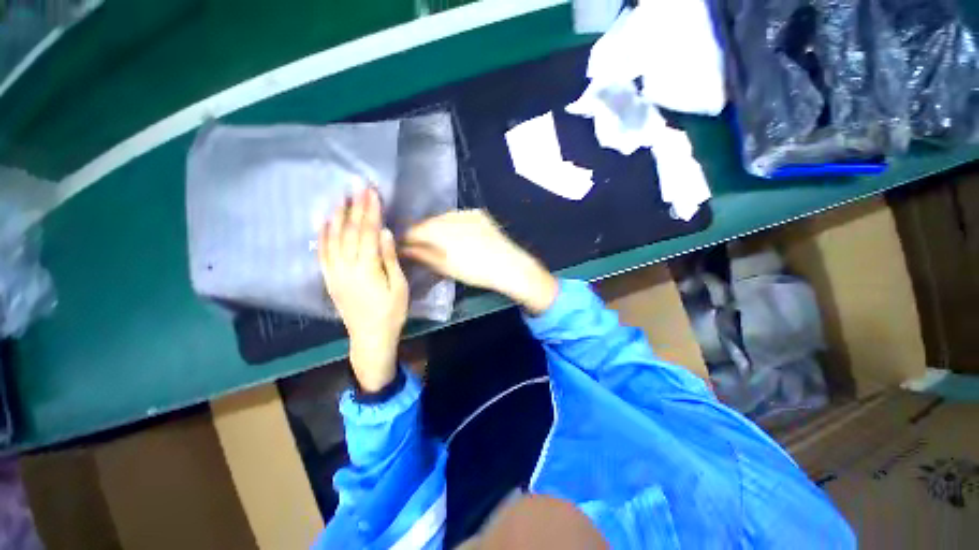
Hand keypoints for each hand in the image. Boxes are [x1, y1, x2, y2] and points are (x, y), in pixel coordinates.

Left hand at [320, 187, 407, 391]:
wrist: (369, 336)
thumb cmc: (391, 312)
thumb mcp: (399, 287)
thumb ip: (389, 259)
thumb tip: (384, 232)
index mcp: (367, 268)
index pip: (368, 232)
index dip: (370, 211)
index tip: (372, 192)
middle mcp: (346, 266)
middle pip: (350, 231)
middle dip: (355, 208)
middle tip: (357, 187)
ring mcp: (334, 272)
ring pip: (333, 239)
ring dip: (337, 217)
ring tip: (340, 198)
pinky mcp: (329, 278)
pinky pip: (322, 253)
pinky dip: (322, 236)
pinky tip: (323, 223)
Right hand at [402, 210, 557, 314]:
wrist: (509, 265)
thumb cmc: (475, 270)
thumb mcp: (445, 267)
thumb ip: (422, 255)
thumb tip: (403, 249)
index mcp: (438, 229)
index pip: (413, 230)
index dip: (406, 239)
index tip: (403, 248)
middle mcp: (450, 215)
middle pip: (428, 223)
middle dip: (422, 233)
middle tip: (421, 247)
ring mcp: (466, 212)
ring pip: (444, 218)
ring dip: (438, 228)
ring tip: (441, 242)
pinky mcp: (479, 214)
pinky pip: (459, 217)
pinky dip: (454, 225)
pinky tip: (459, 236)